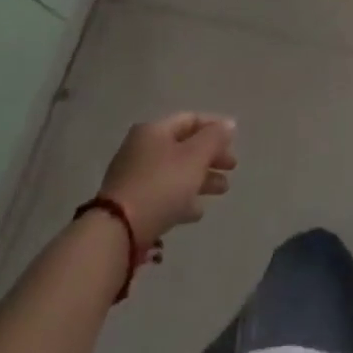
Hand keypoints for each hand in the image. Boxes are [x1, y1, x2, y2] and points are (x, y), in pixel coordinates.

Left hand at [97, 112, 237, 249]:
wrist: (117, 232)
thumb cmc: (161, 185)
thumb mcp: (194, 157)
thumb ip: (214, 138)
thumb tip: (229, 124)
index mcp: (154, 131)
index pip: (191, 119)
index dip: (215, 127)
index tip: (235, 141)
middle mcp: (142, 148)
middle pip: (184, 147)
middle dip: (211, 156)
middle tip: (232, 167)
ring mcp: (134, 177)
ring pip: (176, 172)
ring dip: (201, 179)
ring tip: (223, 190)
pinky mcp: (131, 204)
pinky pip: (163, 195)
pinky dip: (182, 198)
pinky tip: (197, 212)